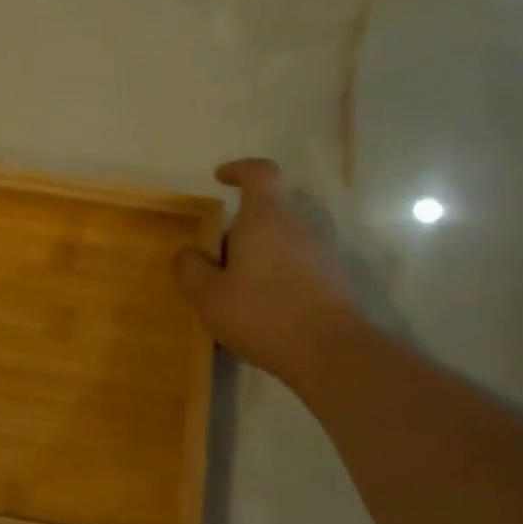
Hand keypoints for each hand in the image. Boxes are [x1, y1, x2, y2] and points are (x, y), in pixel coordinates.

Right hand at [172, 159, 368, 384]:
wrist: (332, 353)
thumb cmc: (263, 315)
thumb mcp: (208, 296)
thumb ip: (190, 268)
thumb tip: (188, 252)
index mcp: (266, 219)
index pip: (260, 173)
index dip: (240, 169)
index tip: (220, 178)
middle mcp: (299, 226)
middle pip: (266, 213)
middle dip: (237, 232)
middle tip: (213, 265)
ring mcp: (322, 252)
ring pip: (280, 242)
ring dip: (256, 258)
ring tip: (234, 295)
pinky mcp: (334, 279)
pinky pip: (296, 266)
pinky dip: (275, 277)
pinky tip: (261, 313)